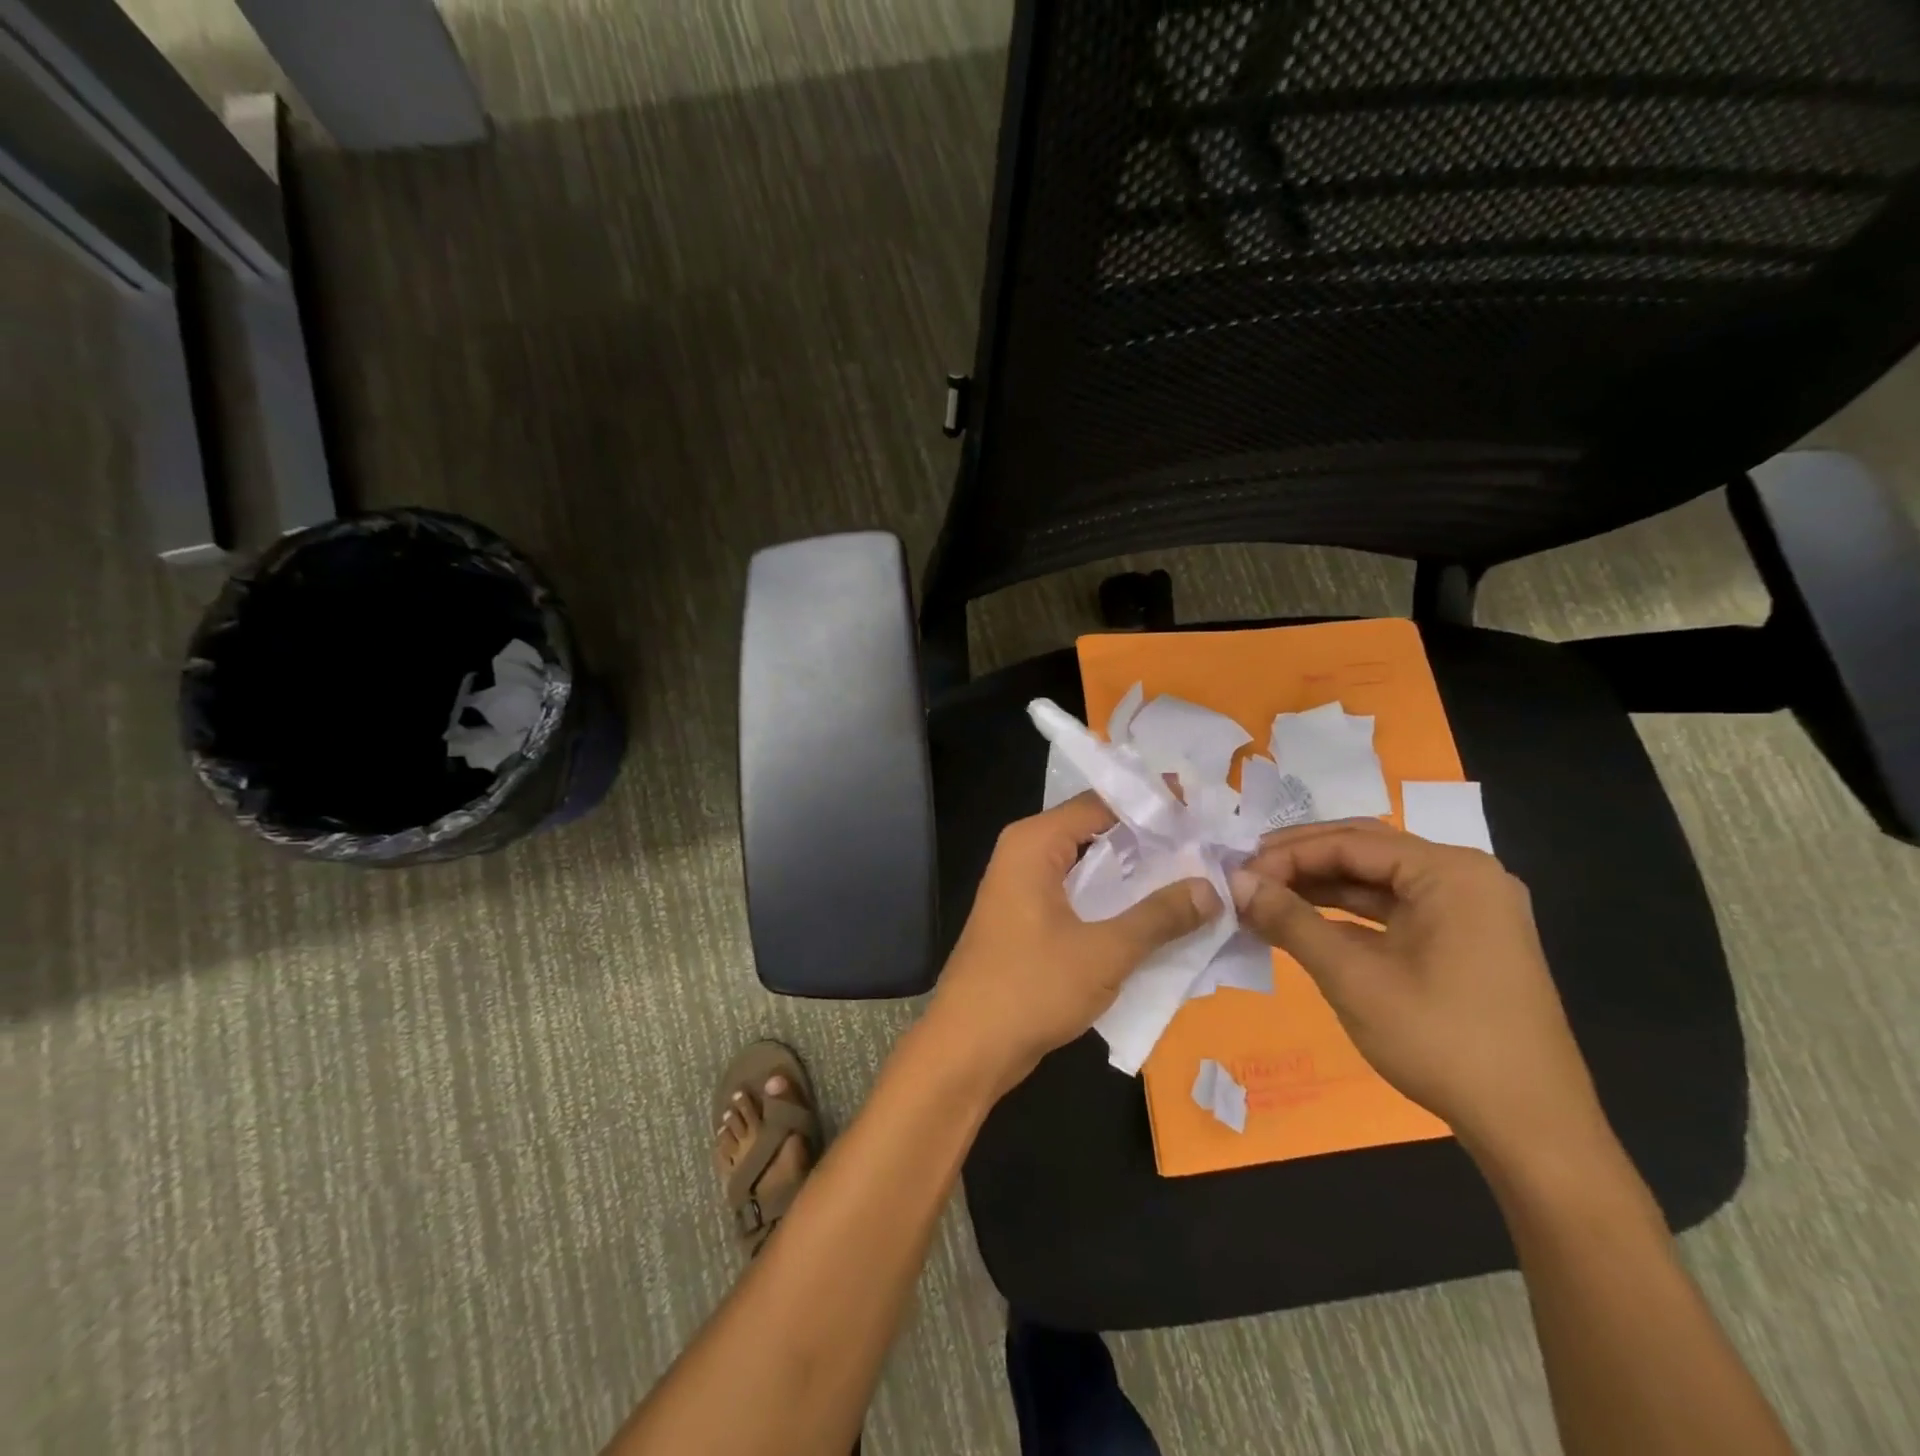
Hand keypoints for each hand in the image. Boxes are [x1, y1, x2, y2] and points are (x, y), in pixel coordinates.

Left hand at [927, 792, 1219, 1098]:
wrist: (968, 1048)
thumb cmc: (1030, 988)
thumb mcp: (1104, 952)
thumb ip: (1159, 917)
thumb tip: (1213, 888)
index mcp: (1034, 843)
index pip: (1100, 803)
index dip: (1150, 803)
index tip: (1200, 809)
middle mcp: (1025, 854)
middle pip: (1095, 831)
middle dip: (1148, 839)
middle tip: (1206, 844)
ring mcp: (1023, 888)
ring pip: (1088, 866)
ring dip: (1133, 874)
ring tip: (1194, 876)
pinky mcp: (1027, 919)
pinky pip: (1078, 895)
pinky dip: (1113, 901)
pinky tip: (1154, 916)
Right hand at [1230, 821, 1609, 1165]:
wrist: (1533, 1129)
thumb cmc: (1442, 1042)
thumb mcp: (1354, 978)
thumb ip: (1291, 922)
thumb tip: (1237, 883)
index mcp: (1451, 872)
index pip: (1350, 843)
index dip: (1287, 855)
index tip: (1237, 874)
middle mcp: (1465, 877)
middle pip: (1366, 851)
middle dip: (1302, 861)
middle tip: (1247, 876)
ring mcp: (1470, 909)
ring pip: (1378, 880)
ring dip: (1321, 887)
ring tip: (1265, 897)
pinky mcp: (1465, 940)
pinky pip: (1395, 909)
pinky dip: (1348, 914)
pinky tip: (1306, 922)